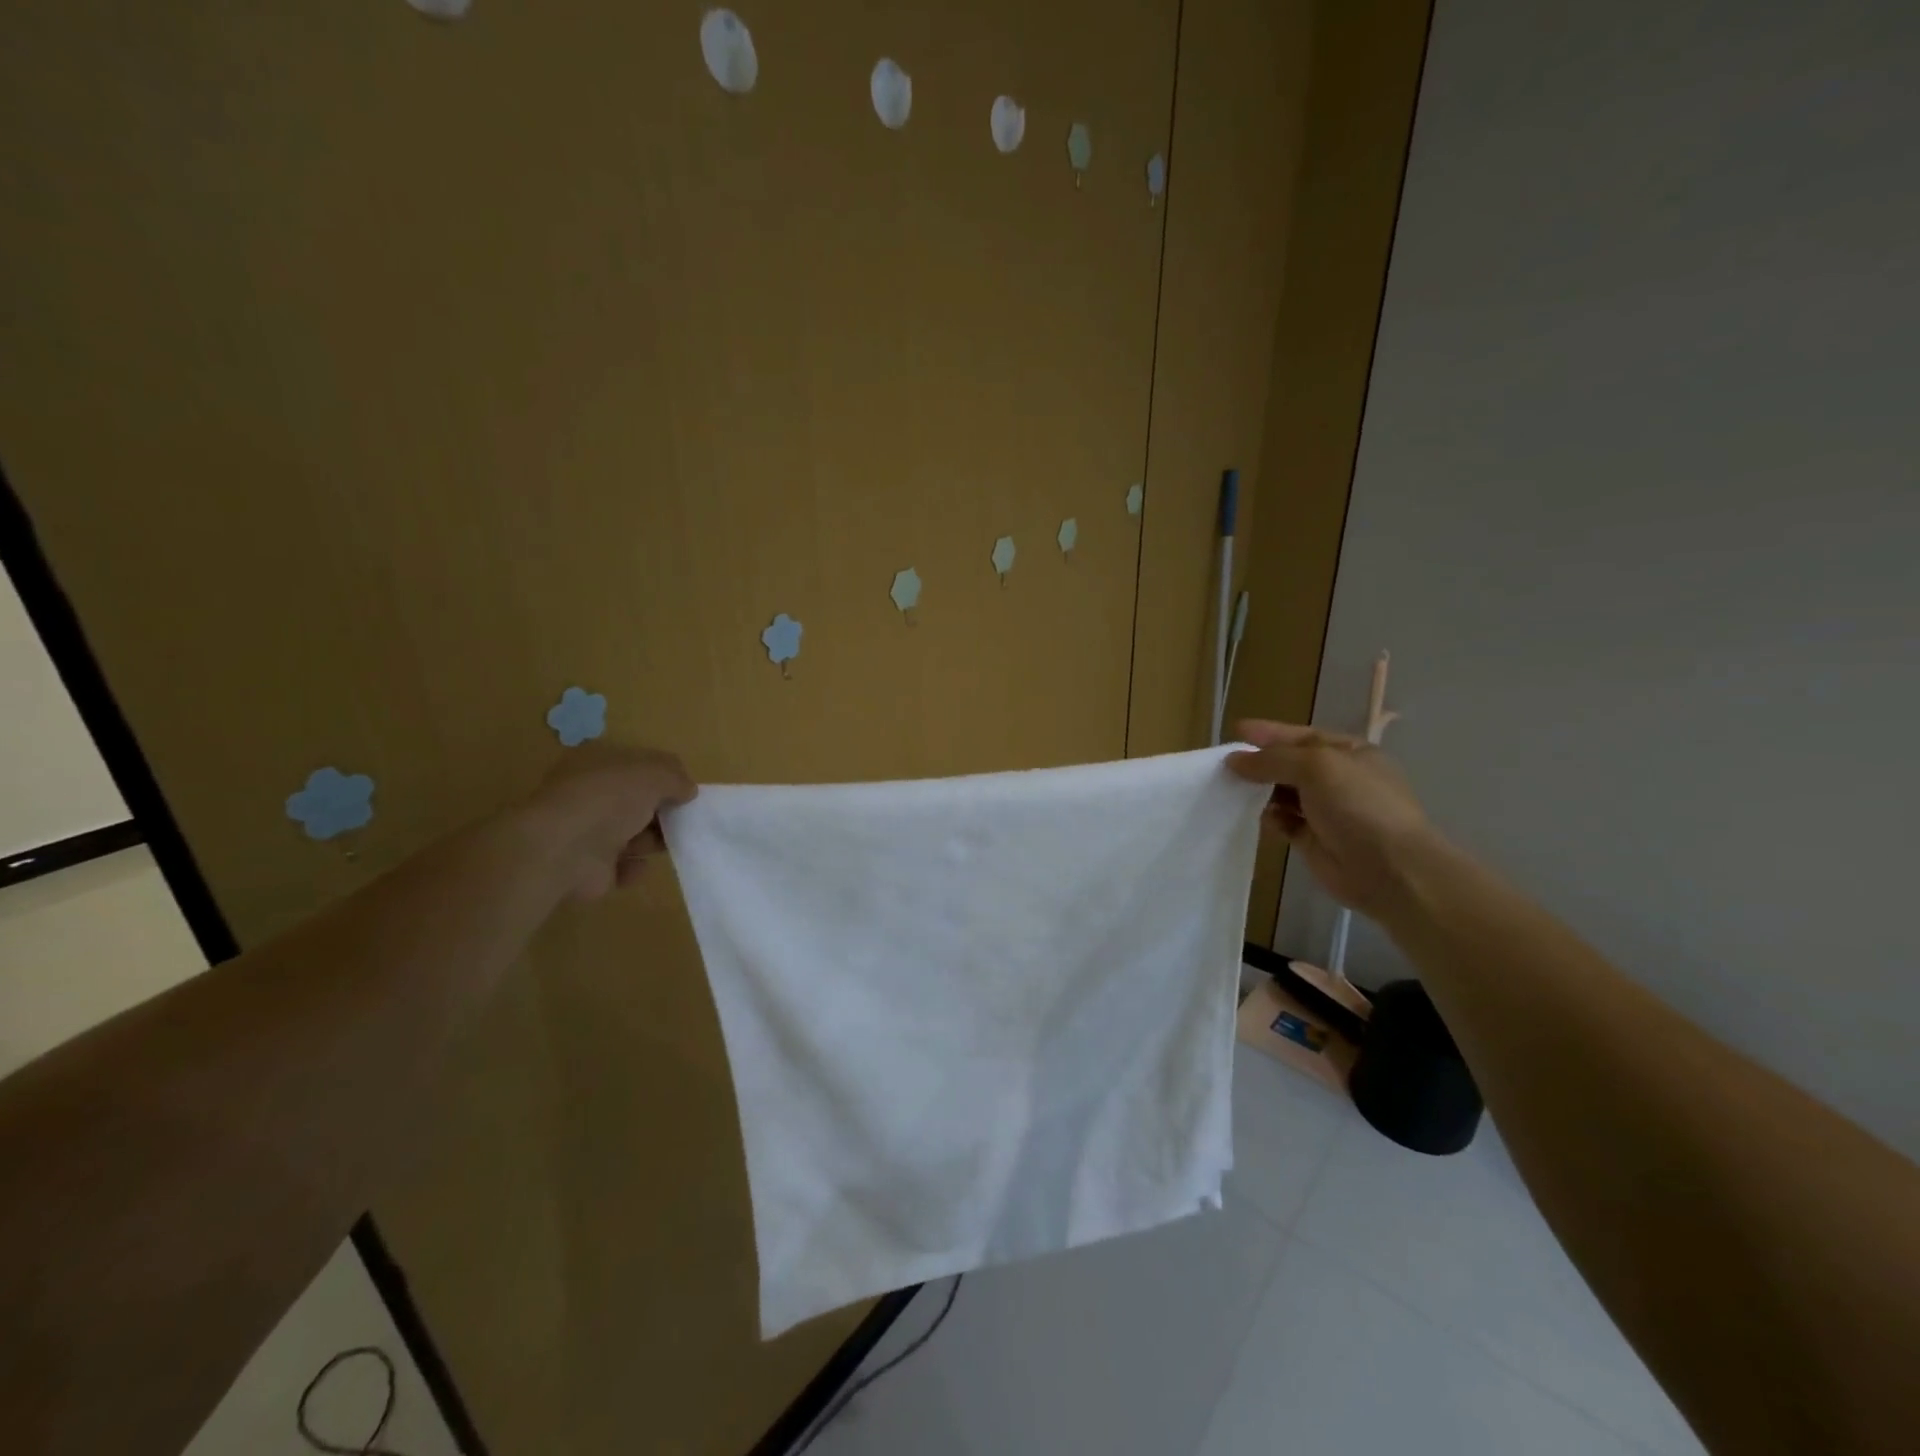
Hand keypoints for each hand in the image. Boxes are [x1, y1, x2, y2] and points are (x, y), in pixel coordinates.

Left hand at [521, 745, 697, 901]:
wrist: (563, 851)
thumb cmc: (608, 800)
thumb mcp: (653, 774)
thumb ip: (676, 778)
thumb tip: (688, 791)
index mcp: (597, 764)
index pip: (636, 765)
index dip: (664, 776)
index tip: (686, 790)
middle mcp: (589, 795)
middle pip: (635, 802)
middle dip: (662, 811)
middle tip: (686, 819)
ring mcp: (586, 833)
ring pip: (630, 835)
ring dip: (653, 840)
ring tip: (672, 844)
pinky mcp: (588, 868)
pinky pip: (621, 867)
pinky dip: (634, 868)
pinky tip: (640, 865)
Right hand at [1227, 720, 1436, 917]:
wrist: (1390, 869)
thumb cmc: (1358, 805)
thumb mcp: (1316, 767)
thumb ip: (1273, 760)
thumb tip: (1234, 760)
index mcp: (1348, 753)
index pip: (1301, 736)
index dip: (1270, 733)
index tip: (1236, 730)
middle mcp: (1338, 779)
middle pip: (1290, 764)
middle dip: (1260, 763)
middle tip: (1224, 764)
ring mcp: (1326, 811)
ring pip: (1283, 794)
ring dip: (1259, 790)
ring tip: (1229, 788)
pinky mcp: (1313, 840)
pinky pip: (1283, 822)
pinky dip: (1268, 818)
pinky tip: (1254, 816)